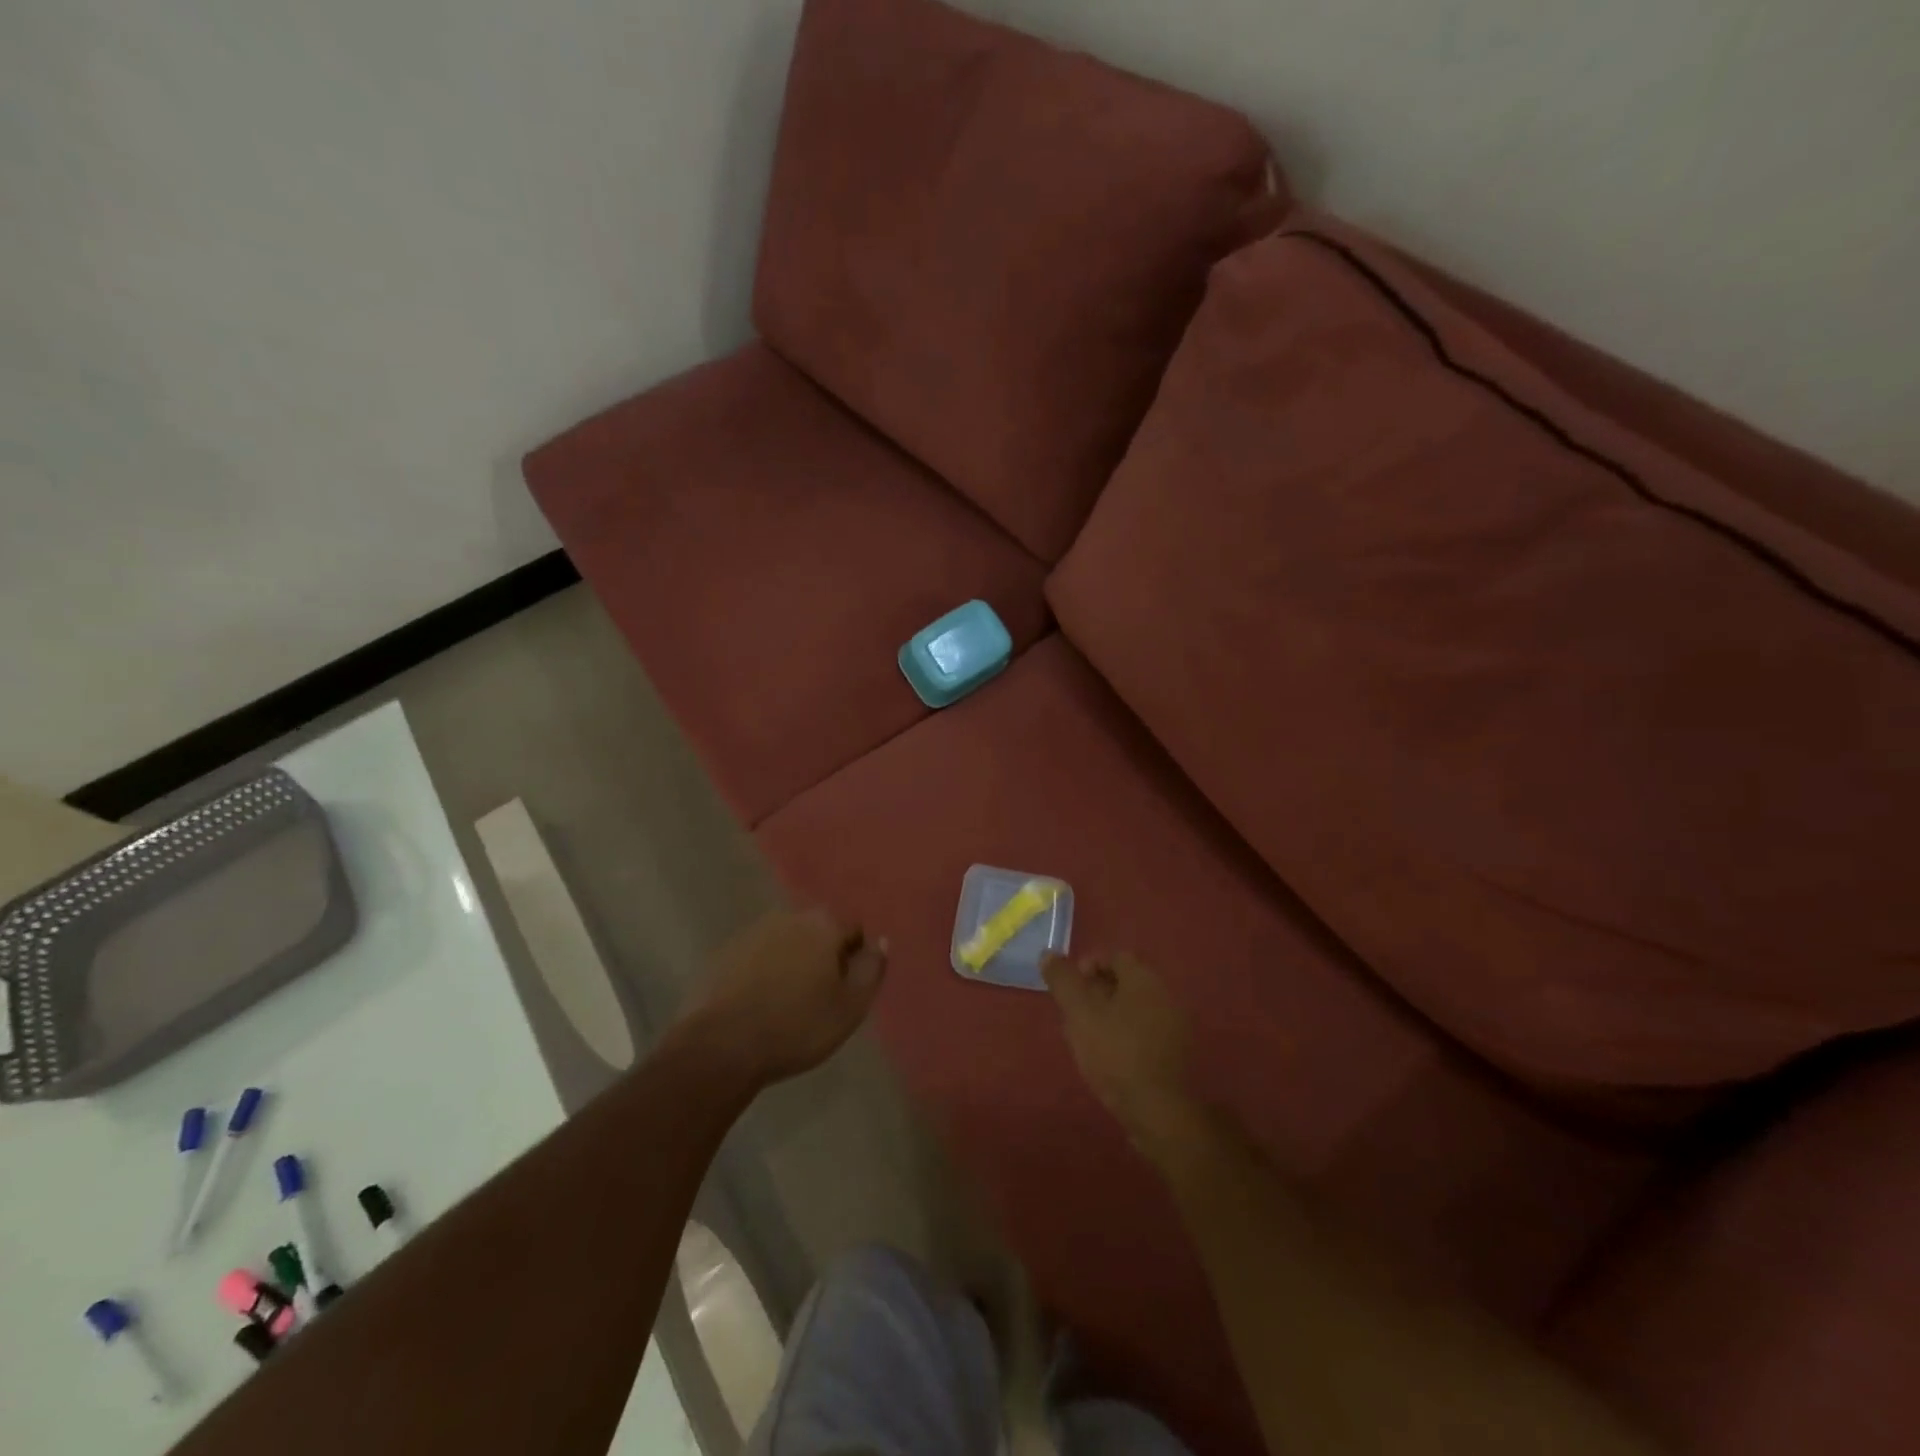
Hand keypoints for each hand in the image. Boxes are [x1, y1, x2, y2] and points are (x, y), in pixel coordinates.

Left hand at [679, 908, 887, 1087]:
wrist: (720, 1047)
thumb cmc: (796, 1027)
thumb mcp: (851, 1007)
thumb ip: (872, 969)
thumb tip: (880, 942)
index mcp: (823, 924)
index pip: (853, 930)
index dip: (854, 959)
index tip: (845, 989)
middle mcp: (788, 916)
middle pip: (817, 932)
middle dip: (822, 956)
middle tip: (818, 997)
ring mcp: (751, 932)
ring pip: (785, 943)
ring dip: (791, 963)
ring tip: (786, 1004)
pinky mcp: (723, 953)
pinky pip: (755, 958)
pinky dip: (761, 973)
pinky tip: (756, 1005)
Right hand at [1042, 951, 1202, 1159]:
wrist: (1158, 1110)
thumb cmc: (1115, 1053)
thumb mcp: (1079, 1013)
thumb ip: (1063, 981)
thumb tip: (1048, 954)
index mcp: (1143, 978)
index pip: (1114, 956)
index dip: (1087, 967)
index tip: (1068, 989)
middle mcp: (1164, 994)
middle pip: (1124, 981)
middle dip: (1095, 992)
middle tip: (1072, 1014)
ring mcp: (1174, 1024)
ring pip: (1133, 1007)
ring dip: (1108, 1014)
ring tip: (1085, 1037)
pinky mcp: (1175, 1052)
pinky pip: (1144, 1030)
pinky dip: (1124, 1034)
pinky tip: (1108, 1056)